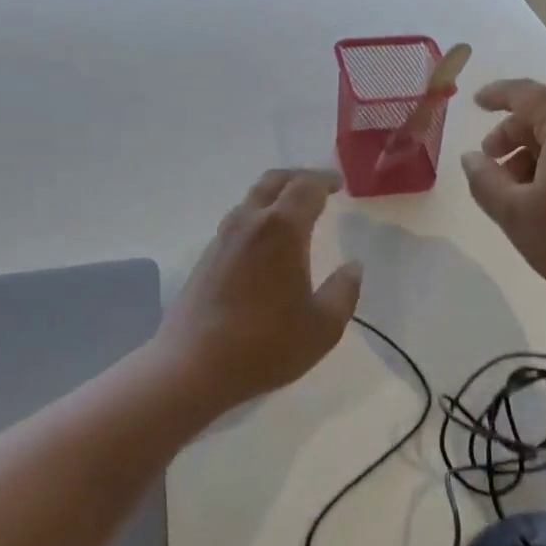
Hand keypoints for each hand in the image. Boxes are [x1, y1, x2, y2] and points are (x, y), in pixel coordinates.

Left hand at [155, 168, 362, 412]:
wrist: (192, 367)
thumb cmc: (265, 345)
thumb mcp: (322, 327)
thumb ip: (344, 292)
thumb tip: (353, 267)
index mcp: (282, 229)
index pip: (306, 187)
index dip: (325, 180)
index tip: (339, 184)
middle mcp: (250, 222)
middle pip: (274, 181)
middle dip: (299, 177)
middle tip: (319, 186)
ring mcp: (223, 238)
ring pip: (252, 198)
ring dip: (276, 195)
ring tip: (295, 210)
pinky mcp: (207, 256)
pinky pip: (239, 220)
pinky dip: (259, 215)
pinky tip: (268, 242)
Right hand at [461, 80, 545, 319]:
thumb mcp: (515, 214)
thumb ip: (485, 180)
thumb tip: (472, 158)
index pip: (526, 94)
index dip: (496, 94)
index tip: (475, 102)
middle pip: (545, 115)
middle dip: (512, 137)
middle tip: (491, 168)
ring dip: (535, 154)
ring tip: (518, 192)